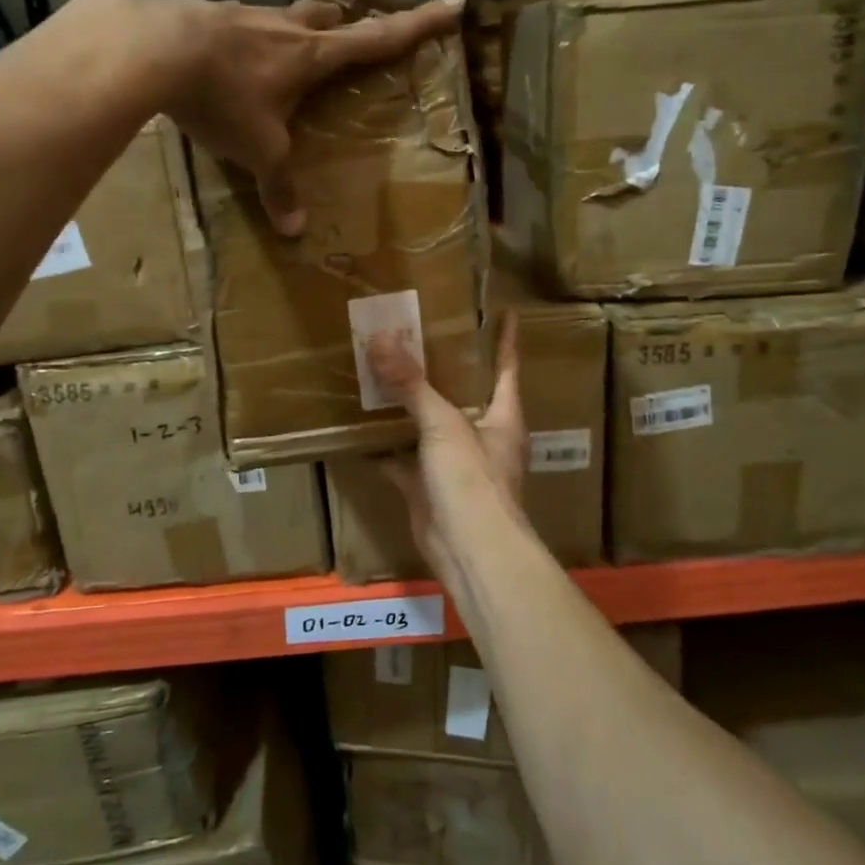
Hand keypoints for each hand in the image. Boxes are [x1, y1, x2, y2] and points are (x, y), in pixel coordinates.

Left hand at [144, 0, 462, 234]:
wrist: (154, 48)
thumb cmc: (225, 98)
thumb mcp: (258, 150)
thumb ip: (278, 187)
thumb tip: (294, 232)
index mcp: (314, 56)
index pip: (380, 38)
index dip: (421, 24)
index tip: (456, 3)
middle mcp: (287, 28)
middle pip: (330, 19)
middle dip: (346, 29)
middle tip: (348, 43)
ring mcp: (247, 14)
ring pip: (285, 17)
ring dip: (294, 31)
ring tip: (283, 55)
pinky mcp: (210, 14)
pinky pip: (241, 24)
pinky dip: (246, 39)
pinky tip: (227, 59)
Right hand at [370, 315, 524, 569]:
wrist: (470, 553)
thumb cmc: (472, 480)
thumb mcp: (443, 424)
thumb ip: (412, 384)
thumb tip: (381, 338)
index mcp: (501, 415)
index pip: (506, 366)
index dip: (505, 339)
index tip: (503, 310)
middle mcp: (481, 435)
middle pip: (462, 392)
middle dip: (442, 367)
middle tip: (415, 332)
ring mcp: (454, 463)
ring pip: (428, 425)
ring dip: (408, 405)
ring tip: (381, 370)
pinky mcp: (427, 486)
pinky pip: (402, 458)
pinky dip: (383, 445)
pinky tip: (359, 426)